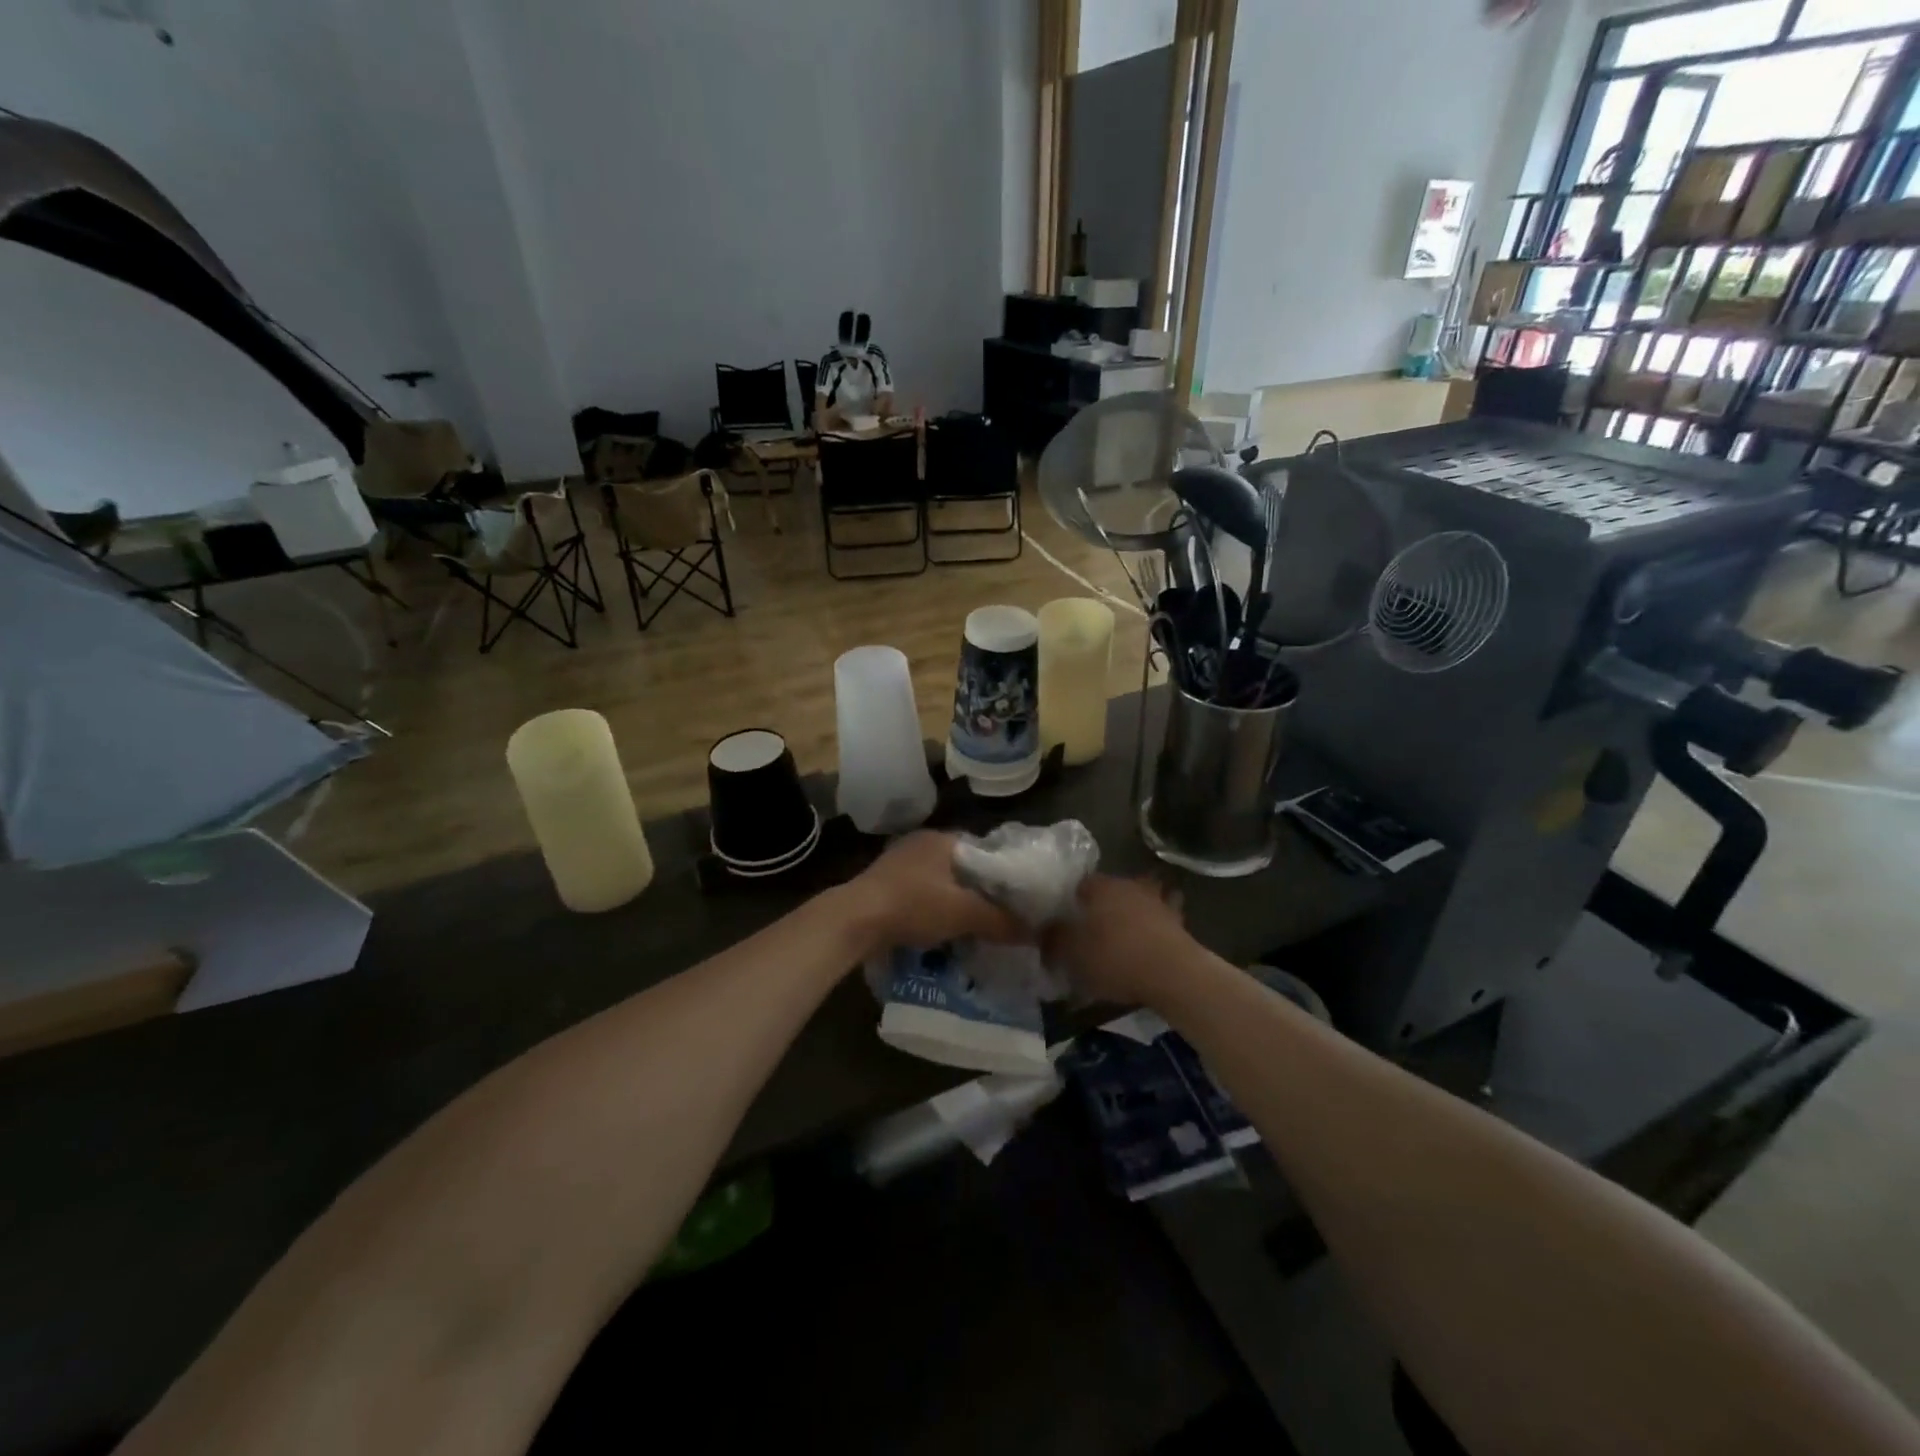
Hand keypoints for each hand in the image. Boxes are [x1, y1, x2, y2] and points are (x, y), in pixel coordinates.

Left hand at [839, 831, 1025, 952]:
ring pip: (939, 881)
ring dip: (952, 901)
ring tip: (971, 927)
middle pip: (961, 866)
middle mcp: (921, 842)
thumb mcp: (964, 914)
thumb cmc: (914, 905)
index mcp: (943, 838)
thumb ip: (1000, 921)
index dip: (1001, 873)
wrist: (854, 920)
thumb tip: (1033, 932)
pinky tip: (938, 930)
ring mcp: (899, 861)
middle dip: (977, 890)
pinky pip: (919, 893)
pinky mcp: (883, 883)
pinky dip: (931, 909)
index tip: (1015, 898)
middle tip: (995, 916)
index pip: (984, 850)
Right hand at [1044, 874, 1193, 1004]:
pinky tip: (1150, 943)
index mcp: (1100, 887)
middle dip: (1105, 904)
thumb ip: (1053, 941)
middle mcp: (1129, 886)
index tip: (1066, 919)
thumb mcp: (1071, 954)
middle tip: (1094, 927)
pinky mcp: (1180, 923)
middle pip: (1113, 889)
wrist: (1171, 973)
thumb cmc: (1114, 957)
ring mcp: (1158, 902)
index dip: (1071, 900)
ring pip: (1142, 899)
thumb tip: (1042, 933)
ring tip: (1126, 933)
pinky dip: (1157, 927)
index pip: (1080, 884)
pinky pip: (1163, 919)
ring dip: (1136, 911)